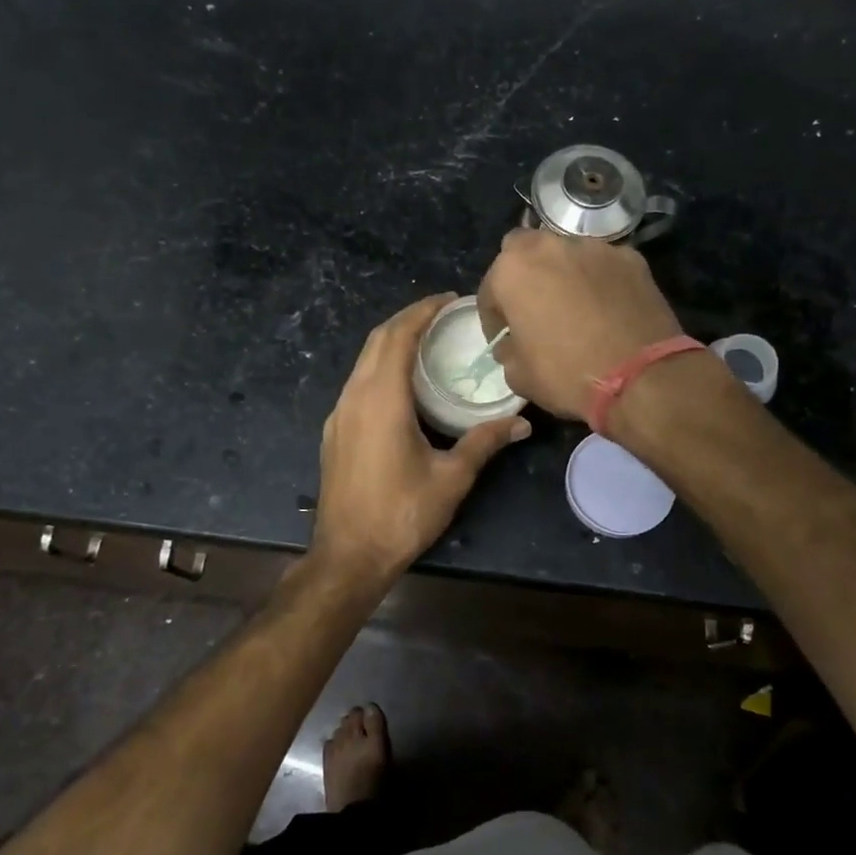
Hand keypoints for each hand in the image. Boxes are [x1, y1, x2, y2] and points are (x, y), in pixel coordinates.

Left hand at [310, 294, 529, 590]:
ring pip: (363, 362)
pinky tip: (403, 385)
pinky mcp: (335, 432)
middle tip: (442, 315)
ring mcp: (339, 414)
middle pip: (377, 341)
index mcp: (381, 399)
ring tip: (427, 343)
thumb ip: (484, 442)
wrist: (348, 555)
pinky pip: (358, 383)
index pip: (398, 336)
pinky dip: (380, 368)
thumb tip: (521, 422)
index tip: (447, 299)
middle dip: (408, 320)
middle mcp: (354, 397)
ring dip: (392, 343)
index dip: (422, 311)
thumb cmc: (402, 514)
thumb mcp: (451, 477)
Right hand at [477, 230, 683, 419]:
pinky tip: (607, 308)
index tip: (502, 338)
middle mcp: (550, 246)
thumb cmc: (567, 374)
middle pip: (526, 252)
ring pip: (567, 253)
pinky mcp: (631, 258)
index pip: (490, 289)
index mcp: (513, 270)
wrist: (641, 376)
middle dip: (524, 276)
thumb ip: (508, 351)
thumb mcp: (519, 376)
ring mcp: (594, 248)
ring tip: (573, 306)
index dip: (493, 318)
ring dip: (563, 274)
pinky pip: (603, 266)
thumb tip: (513, 344)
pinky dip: (599, 280)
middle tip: (533, 308)